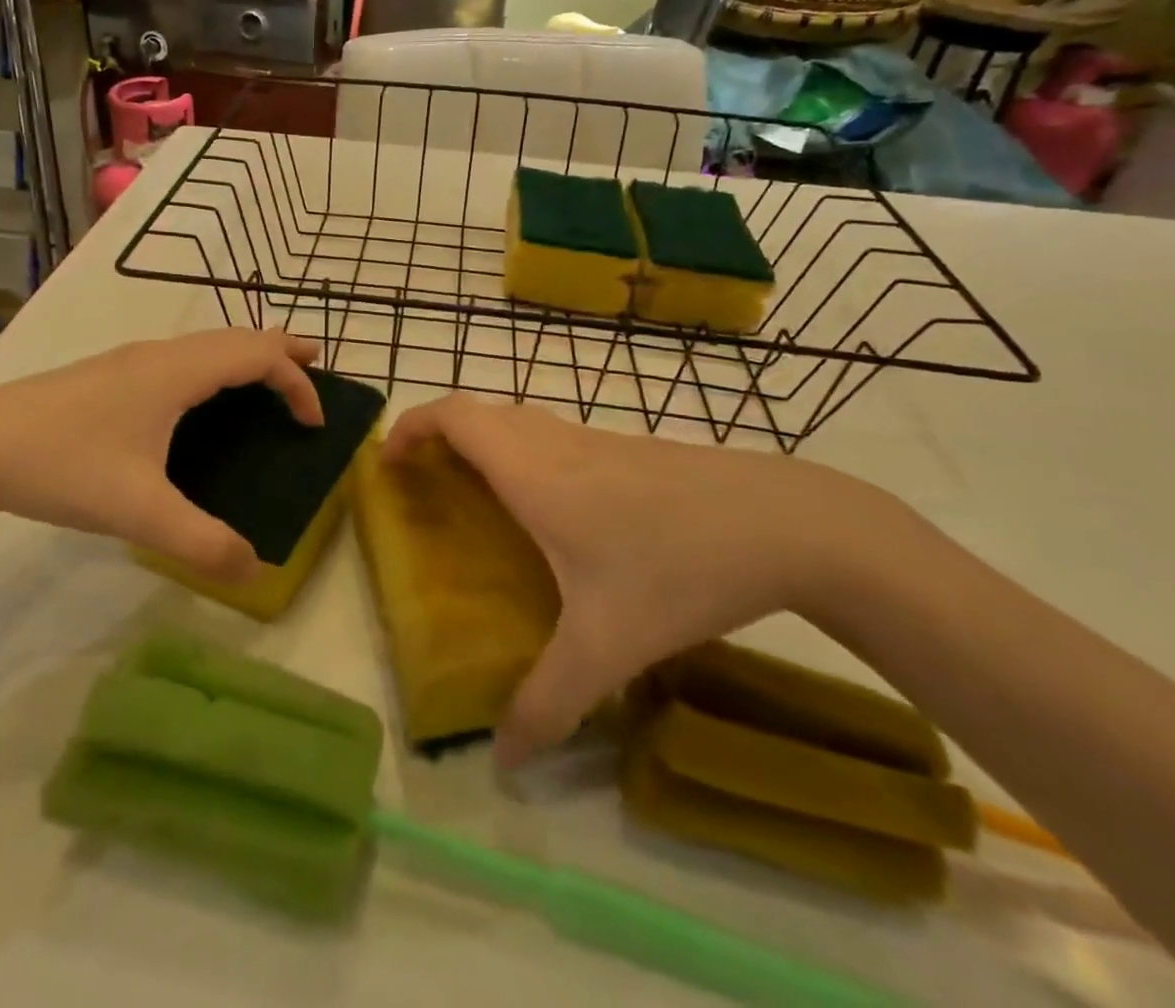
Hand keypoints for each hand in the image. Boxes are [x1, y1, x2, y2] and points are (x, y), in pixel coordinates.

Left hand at [0, 329, 322, 582]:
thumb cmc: (62, 466)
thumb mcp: (137, 512)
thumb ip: (200, 542)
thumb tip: (256, 569)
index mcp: (177, 373)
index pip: (257, 357)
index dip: (296, 383)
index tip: (314, 423)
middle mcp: (160, 354)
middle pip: (236, 336)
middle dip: (281, 349)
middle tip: (315, 365)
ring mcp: (130, 359)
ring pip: (206, 343)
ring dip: (245, 353)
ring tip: (267, 376)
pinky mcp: (107, 374)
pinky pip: (182, 356)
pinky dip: (214, 364)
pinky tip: (198, 397)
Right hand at [383, 396, 907, 765]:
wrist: (786, 522)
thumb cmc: (679, 568)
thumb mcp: (608, 646)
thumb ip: (549, 703)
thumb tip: (504, 760)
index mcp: (532, 471)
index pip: (454, 416)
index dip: (411, 427)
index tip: (388, 463)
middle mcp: (556, 444)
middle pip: (480, 413)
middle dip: (439, 437)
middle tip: (424, 484)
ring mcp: (597, 440)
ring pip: (519, 422)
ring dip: (483, 443)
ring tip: (475, 496)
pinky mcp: (630, 449)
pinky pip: (552, 438)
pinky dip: (523, 453)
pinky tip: (551, 512)